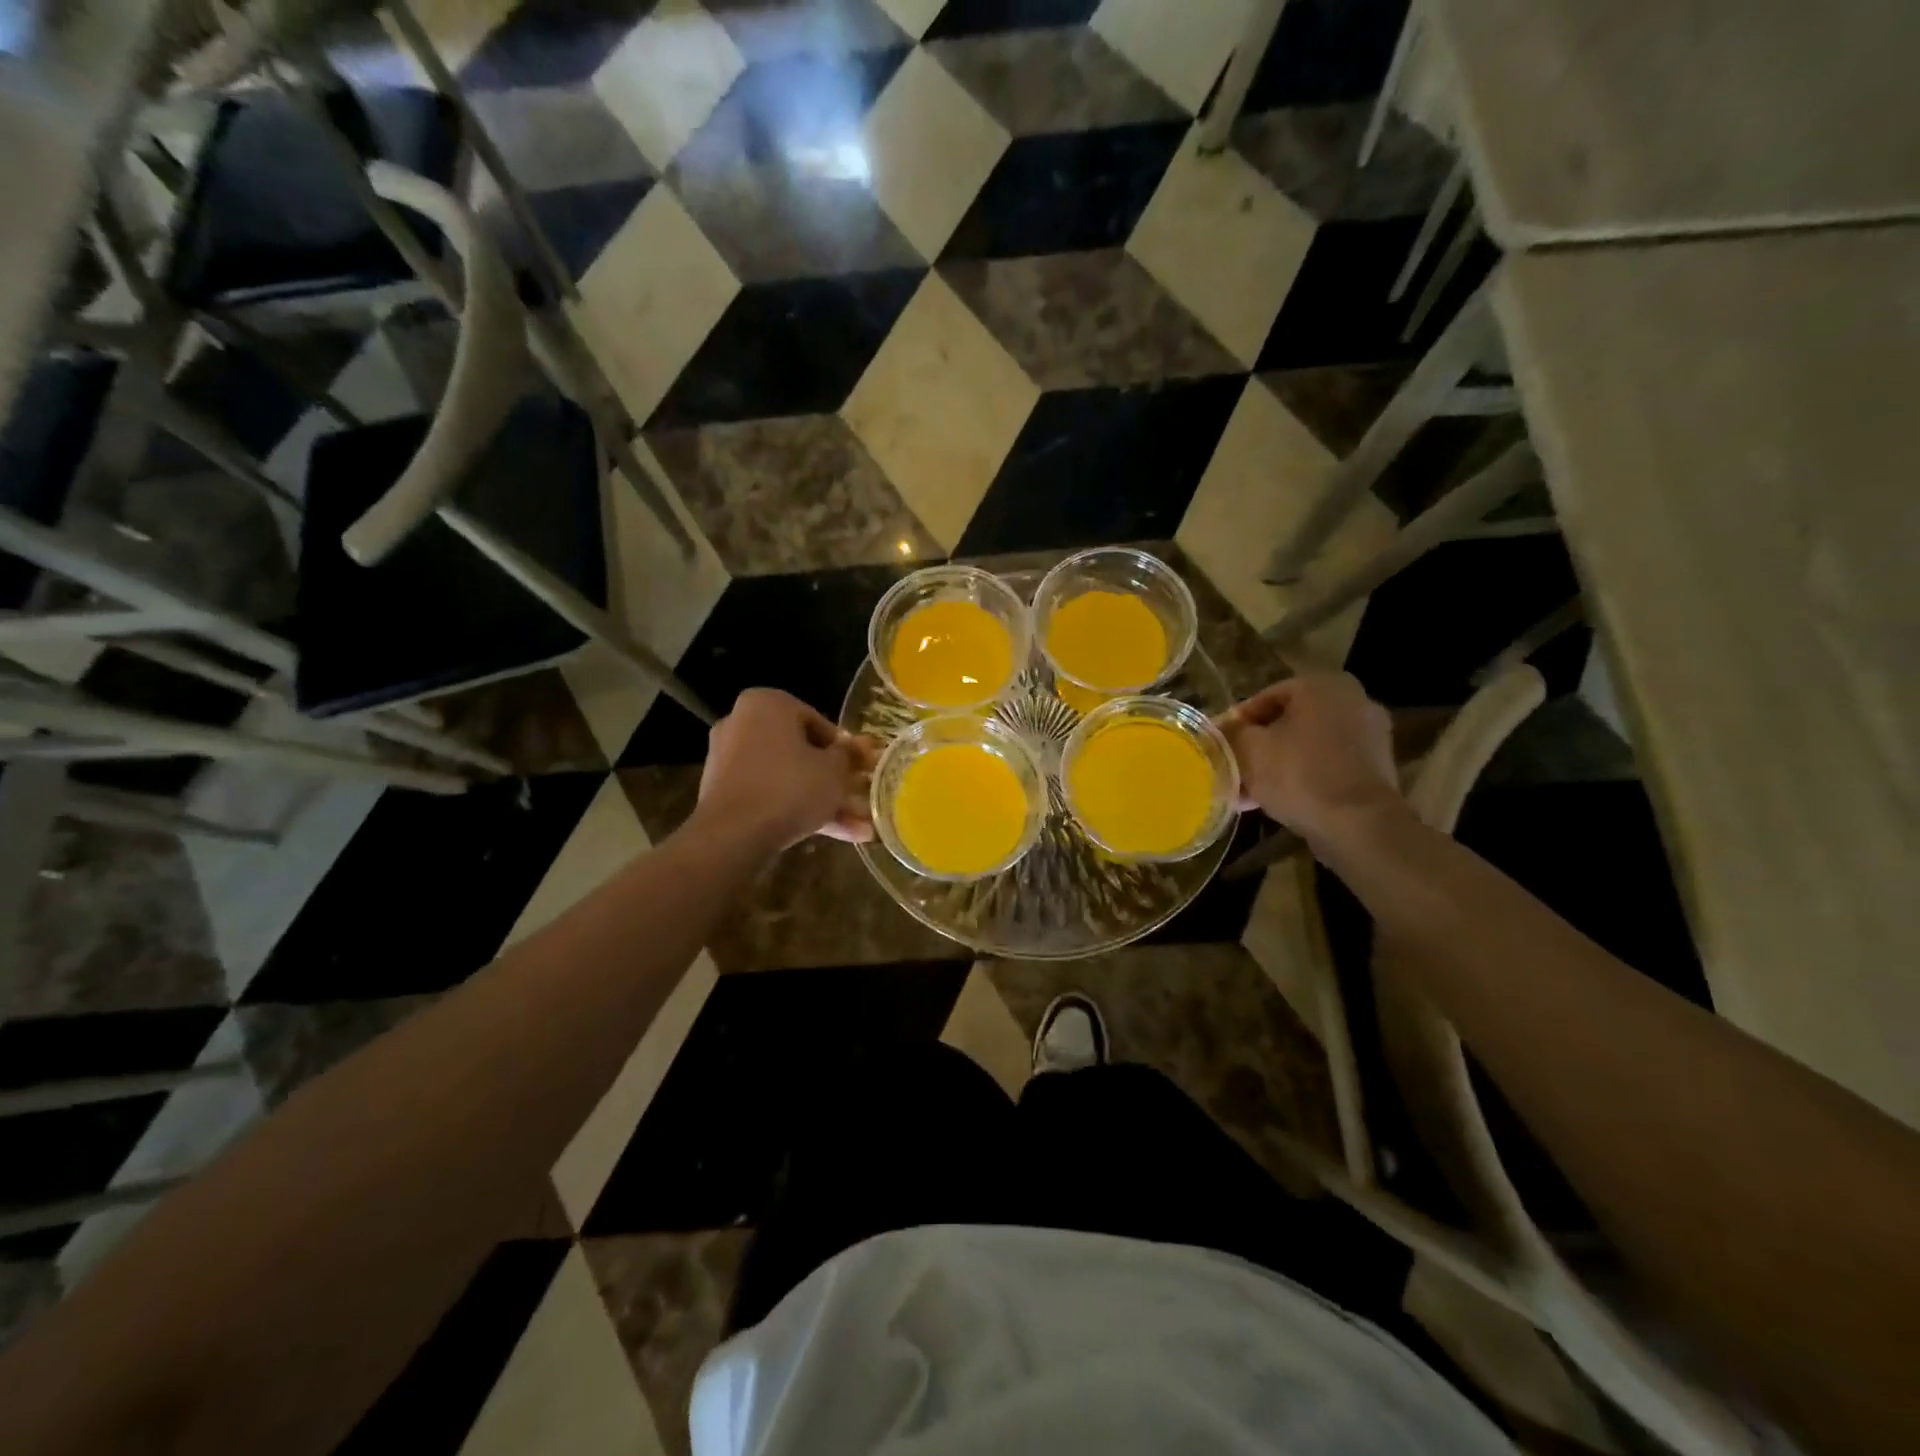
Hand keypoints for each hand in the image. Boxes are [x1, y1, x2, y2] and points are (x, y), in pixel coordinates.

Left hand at [695, 689, 877, 851]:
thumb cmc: (790, 787)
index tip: (862, 770)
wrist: (733, 836)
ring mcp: (729, 760)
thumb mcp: (835, 770)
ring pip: (789, 778)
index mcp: (767, 704)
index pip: (818, 722)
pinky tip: (834, 835)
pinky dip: (797, 810)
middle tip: (861, 798)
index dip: (846, 750)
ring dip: (823, 800)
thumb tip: (861, 747)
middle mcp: (742, 723)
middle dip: (835, 780)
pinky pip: (770, 795)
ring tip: (859, 828)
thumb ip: (849, 755)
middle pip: (802, 752)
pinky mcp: (724, 793)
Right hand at [1218, 673, 1400, 844]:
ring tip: (1248, 792)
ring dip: (1277, 765)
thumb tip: (1223, 731)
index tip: (1219, 747)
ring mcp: (1370, 734)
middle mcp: (1352, 701)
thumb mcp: (1249, 750)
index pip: (1264, 698)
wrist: (1358, 824)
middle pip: (1288, 723)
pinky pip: (1328, 764)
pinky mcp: (1376, 767)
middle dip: (1258, 747)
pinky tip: (1276, 801)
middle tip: (1233, 769)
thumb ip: (1232, 733)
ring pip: (1307, 746)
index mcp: (1321, 686)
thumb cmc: (1299, 774)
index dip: (1236, 724)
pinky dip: (1304, 777)